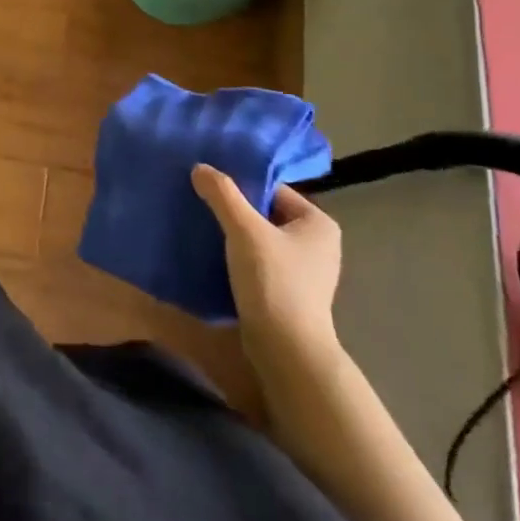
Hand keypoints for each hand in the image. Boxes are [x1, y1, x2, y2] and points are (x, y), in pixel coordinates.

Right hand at [192, 163, 341, 359]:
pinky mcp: (290, 294)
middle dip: (235, 212)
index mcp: (318, 223)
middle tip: (202, 206)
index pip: (273, 190)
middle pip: (266, 214)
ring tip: (203, 230)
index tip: (209, 188)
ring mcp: (306, 272)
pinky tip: (215, 258)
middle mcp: (318, 244)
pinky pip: (260, 264)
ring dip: (235, 237)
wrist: (286, 352)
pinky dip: (239, 259)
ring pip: (261, 240)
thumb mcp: (244, 230)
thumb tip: (200, 168)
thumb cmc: (273, 282)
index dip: (241, 188)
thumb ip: (222, 194)